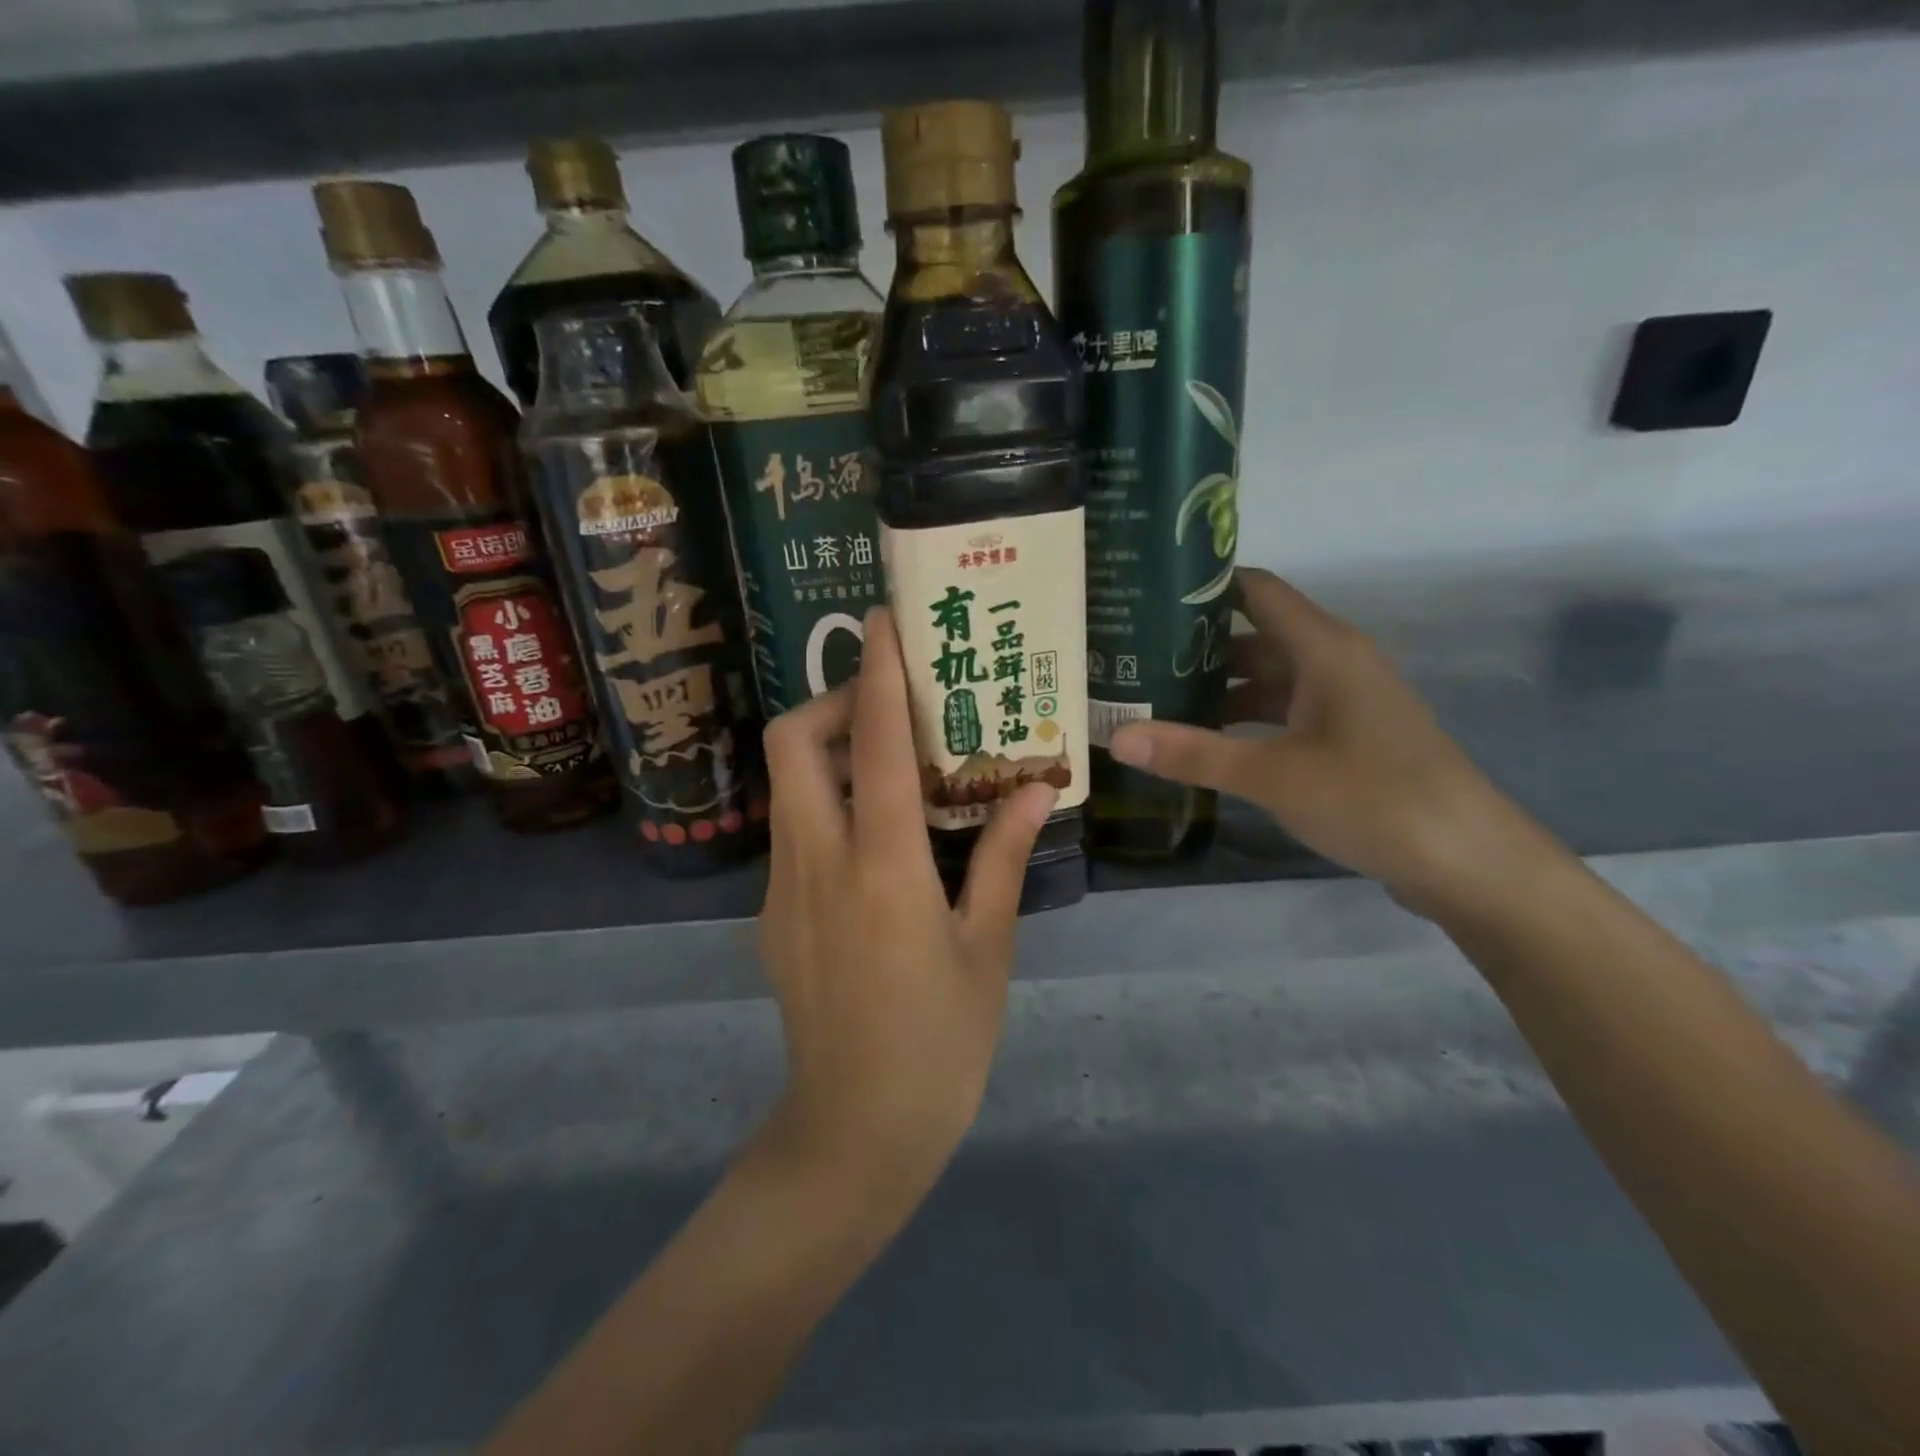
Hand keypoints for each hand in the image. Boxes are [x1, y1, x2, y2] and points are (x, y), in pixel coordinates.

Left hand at [756, 606, 1056, 1202]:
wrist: (855, 1132)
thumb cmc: (940, 1042)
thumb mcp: (988, 947)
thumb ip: (1005, 855)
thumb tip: (1037, 786)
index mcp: (882, 866)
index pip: (876, 743)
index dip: (880, 673)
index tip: (884, 622)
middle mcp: (818, 862)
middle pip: (794, 742)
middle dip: (836, 702)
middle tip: (892, 710)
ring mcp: (782, 889)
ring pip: (787, 784)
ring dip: (829, 751)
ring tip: (890, 766)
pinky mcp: (771, 915)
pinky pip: (792, 830)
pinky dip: (825, 803)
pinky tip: (873, 841)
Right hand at [1108, 567, 1549, 915]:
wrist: (1466, 861)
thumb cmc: (1372, 798)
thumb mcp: (1271, 775)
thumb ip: (1192, 754)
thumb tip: (1115, 738)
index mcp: (1323, 648)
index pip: (1255, 590)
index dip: (1203, 586)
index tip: (1145, 594)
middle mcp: (1333, 662)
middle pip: (1255, 634)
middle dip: (1196, 644)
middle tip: (1131, 655)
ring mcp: (1342, 702)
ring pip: (1267, 678)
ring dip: (1217, 687)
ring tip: (1154, 697)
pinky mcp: (1346, 737)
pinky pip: (1283, 712)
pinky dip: (1243, 720)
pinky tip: (1204, 740)